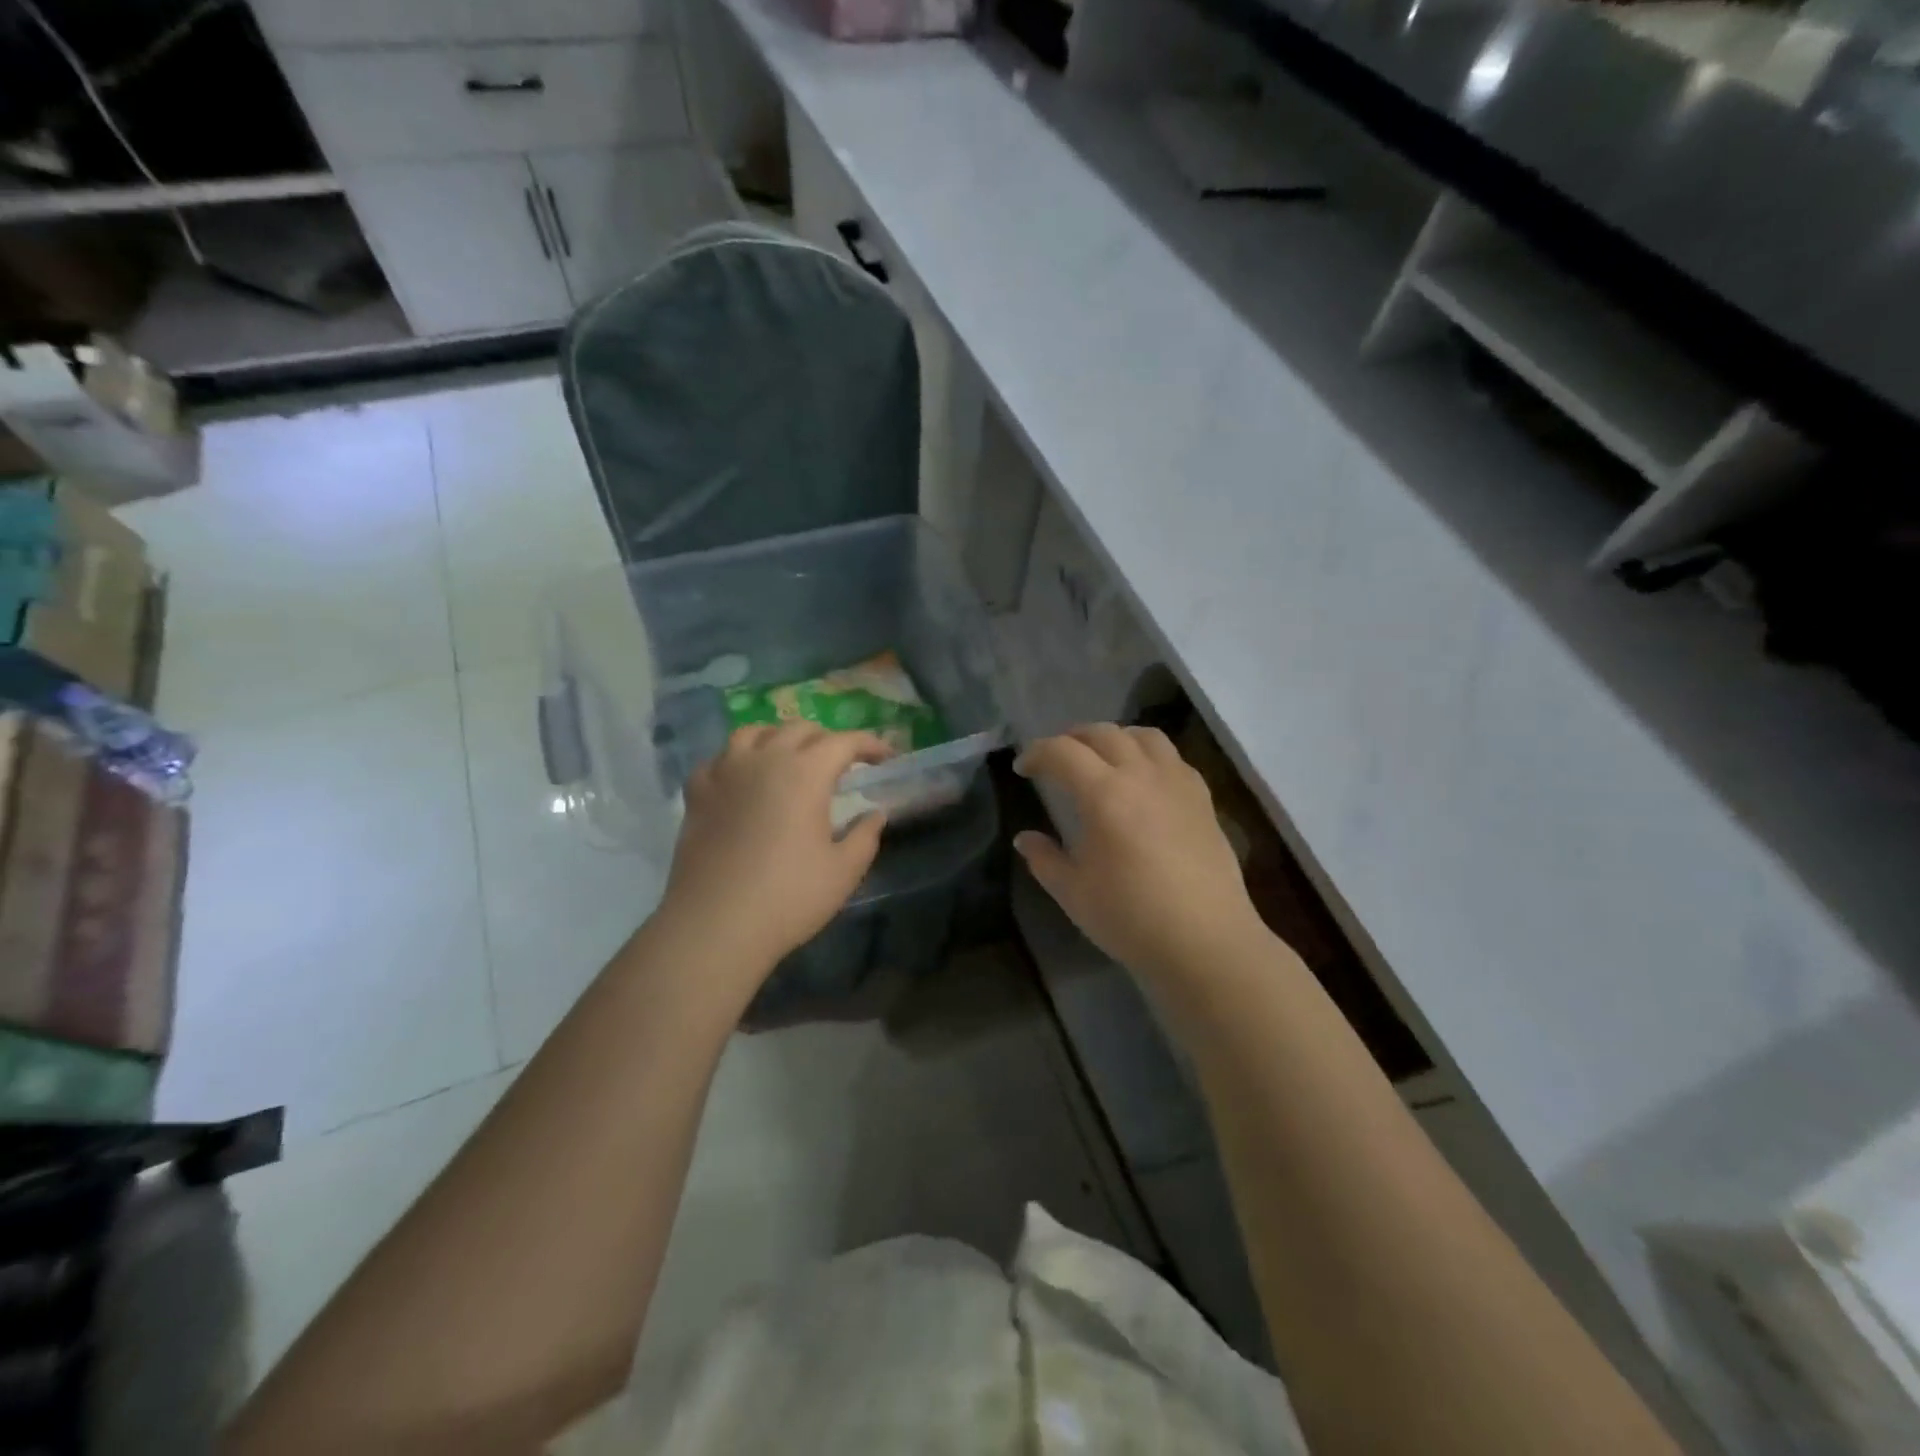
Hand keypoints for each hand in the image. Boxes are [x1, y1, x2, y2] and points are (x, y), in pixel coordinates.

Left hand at [659, 724, 892, 974]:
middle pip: (800, 730)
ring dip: (780, 738)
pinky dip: (737, 760)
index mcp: (806, 772)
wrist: (715, 925)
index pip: (844, 742)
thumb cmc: (789, 897)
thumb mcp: (844, 870)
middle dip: (827, 740)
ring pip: (754, 733)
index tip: (886, 758)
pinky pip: (719, 759)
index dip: (870, 744)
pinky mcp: (696, 793)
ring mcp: (725, 772)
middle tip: (841, 764)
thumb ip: (865, 835)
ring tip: (789, 759)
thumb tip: (876, 813)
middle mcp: (765, 759)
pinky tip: (742, 780)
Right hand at [1015, 724, 1266, 982]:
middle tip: (1056, 757)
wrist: (1205, 942)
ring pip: (1144, 736)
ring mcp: (1177, 783)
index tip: (1023, 768)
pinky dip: (1149, 754)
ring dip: (1115, 737)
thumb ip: (1044, 859)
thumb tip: (1025, 838)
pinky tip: (1143, 779)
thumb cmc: (1131, 918)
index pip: (1063, 752)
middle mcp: (1142, 776)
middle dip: (1072, 737)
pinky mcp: (1203, 799)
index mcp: (1104, 794)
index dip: (1037, 753)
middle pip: (1103, 733)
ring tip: (1101, 757)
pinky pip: (1173, 757)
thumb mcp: (1074, 893)